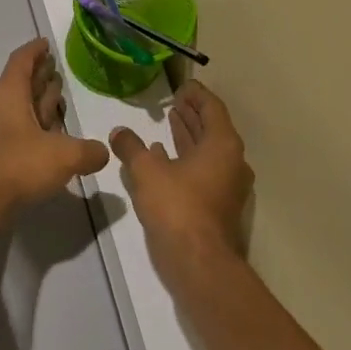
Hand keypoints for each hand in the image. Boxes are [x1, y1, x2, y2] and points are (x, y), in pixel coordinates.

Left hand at [0, 39, 110, 211]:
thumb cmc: (18, 164)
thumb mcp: (63, 155)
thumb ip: (88, 151)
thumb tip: (104, 151)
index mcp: (10, 95)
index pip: (21, 62)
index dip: (34, 50)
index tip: (46, 43)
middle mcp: (0, 109)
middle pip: (20, 84)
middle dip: (38, 75)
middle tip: (56, 68)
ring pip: (20, 109)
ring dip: (38, 102)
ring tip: (58, 96)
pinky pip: (20, 132)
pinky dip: (36, 128)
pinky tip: (52, 137)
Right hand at [110, 79, 252, 276]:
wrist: (199, 263)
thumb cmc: (177, 207)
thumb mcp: (147, 171)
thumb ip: (131, 147)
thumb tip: (118, 131)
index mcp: (222, 145)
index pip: (212, 107)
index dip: (196, 94)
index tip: (180, 86)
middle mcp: (231, 161)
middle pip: (212, 128)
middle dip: (192, 114)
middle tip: (173, 101)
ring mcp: (227, 185)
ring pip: (207, 151)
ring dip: (188, 136)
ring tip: (168, 122)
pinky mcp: (218, 205)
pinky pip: (203, 170)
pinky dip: (186, 159)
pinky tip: (163, 157)